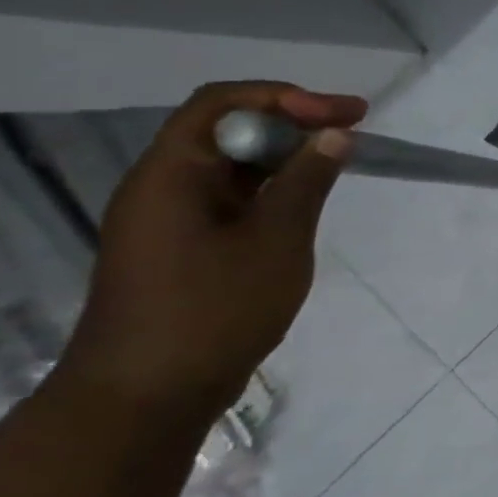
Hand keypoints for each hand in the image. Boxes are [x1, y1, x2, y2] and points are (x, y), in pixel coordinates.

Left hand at [59, 82, 365, 426]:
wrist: (145, 399)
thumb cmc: (213, 310)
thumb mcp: (276, 239)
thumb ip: (307, 181)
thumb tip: (334, 135)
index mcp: (171, 174)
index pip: (223, 104)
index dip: (286, 97)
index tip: (342, 115)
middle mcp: (162, 186)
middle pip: (226, 129)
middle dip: (292, 121)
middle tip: (352, 130)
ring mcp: (169, 219)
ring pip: (230, 165)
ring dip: (284, 155)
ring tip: (337, 161)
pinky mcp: (181, 247)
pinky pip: (229, 197)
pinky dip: (271, 187)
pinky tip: (305, 200)